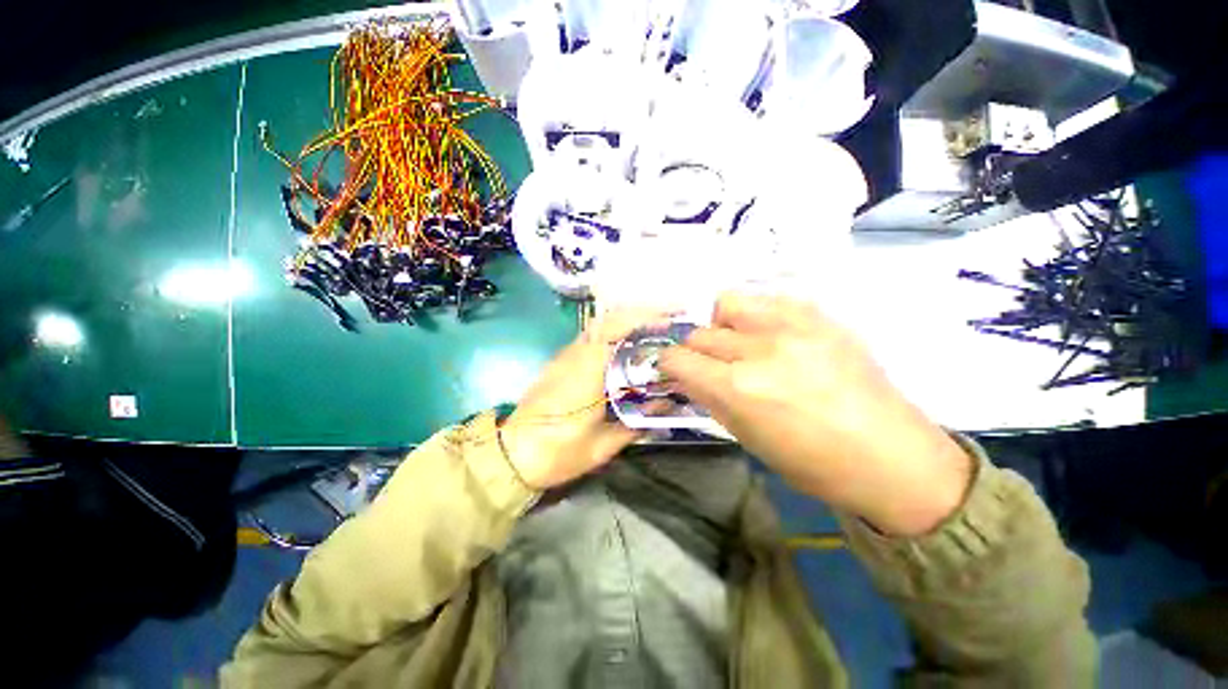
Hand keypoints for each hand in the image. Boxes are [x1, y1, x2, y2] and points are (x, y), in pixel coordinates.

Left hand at [500, 309, 669, 489]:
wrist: (513, 455)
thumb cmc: (558, 453)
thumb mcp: (603, 445)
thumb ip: (637, 422)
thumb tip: (666, 404)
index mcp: (587, 372)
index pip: (619, 331)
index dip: (649, 320)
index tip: (675, 318)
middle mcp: (576, 354)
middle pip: (610, 318)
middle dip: (643, 312)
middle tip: (673, 315)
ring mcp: (566, 355)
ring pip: (600, 323)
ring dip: (630, 318)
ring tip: (657, 323)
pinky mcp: (561, 361)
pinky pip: (592, 335)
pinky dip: (615, 329)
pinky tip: (631, 340)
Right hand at [658, 293, 971, 535]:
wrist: (891, 456)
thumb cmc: (812, 463)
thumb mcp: (747, 437)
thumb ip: (711, 398)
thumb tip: (689, 375)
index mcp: (738, 389)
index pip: (678, 358)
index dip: (669, 364)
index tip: (675, 370)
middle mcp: (759, 350)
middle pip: (700, 333)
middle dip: (696, 351)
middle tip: (712, 366)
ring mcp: (792, 326)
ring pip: (728, 303)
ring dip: (722, 324)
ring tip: (739, 342)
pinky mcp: (819, 315)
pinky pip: (768, 300)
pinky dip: (756, 315)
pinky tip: (771, 335)